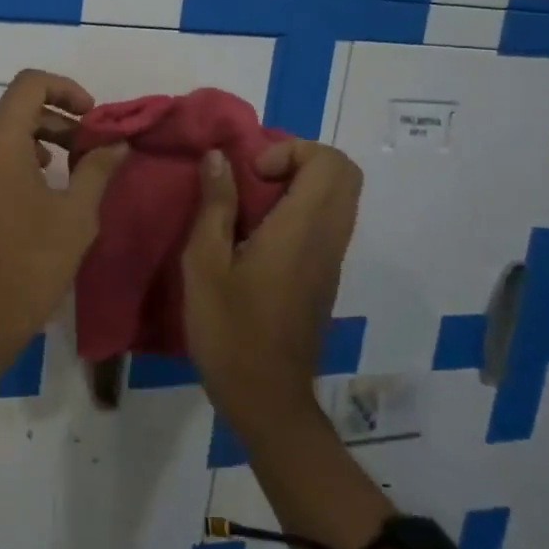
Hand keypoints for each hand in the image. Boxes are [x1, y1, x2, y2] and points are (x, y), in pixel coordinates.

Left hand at [0, 69, 128, 364]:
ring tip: (49, 169)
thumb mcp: (76, 216)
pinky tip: (14, 190)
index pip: (30, 83)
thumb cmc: (31, 264)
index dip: (65, 89)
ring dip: (20, 136)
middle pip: (8, 107)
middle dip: (48, 119)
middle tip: (79, 148)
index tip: (90, 116)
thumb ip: (97, 168)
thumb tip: (117, 141)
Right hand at [180, 139, 363, 430]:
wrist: (266, 398)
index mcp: (302, 231)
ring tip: (247, 204)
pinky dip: (297, 209)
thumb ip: (214, 205)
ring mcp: (330, 260)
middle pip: (343, 174)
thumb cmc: (229, 330)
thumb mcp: (204, 263)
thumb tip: (219, 156)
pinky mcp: (324, 276)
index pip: (330, 163)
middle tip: (253, 178)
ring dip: (297, 184)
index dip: (290, 150)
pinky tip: (254, 234)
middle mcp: (328, 239)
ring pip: (337, 198)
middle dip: (297, 159)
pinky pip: (326, 222)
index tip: (251, 174)